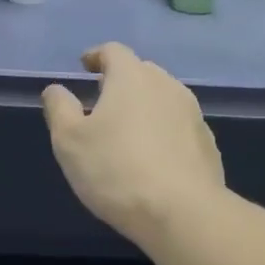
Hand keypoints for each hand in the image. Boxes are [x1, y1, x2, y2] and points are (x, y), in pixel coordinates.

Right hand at [41, 42, 224, 240]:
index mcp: (132, 77)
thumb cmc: (116, 169)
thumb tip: (56, 89)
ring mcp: (193, 114)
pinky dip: (163, 132)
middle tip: (102, 102)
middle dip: (120, 82)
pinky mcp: (208, 144)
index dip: (96, 56)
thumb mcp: (69, 140)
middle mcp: (167, 86)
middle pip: (141, 72)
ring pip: (163, 99)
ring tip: (127, 131)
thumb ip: (59, 108)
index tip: (85, 66)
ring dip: (144, 107)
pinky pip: (179, 127)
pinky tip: (153, 158)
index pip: (113, 52)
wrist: (183, 213)